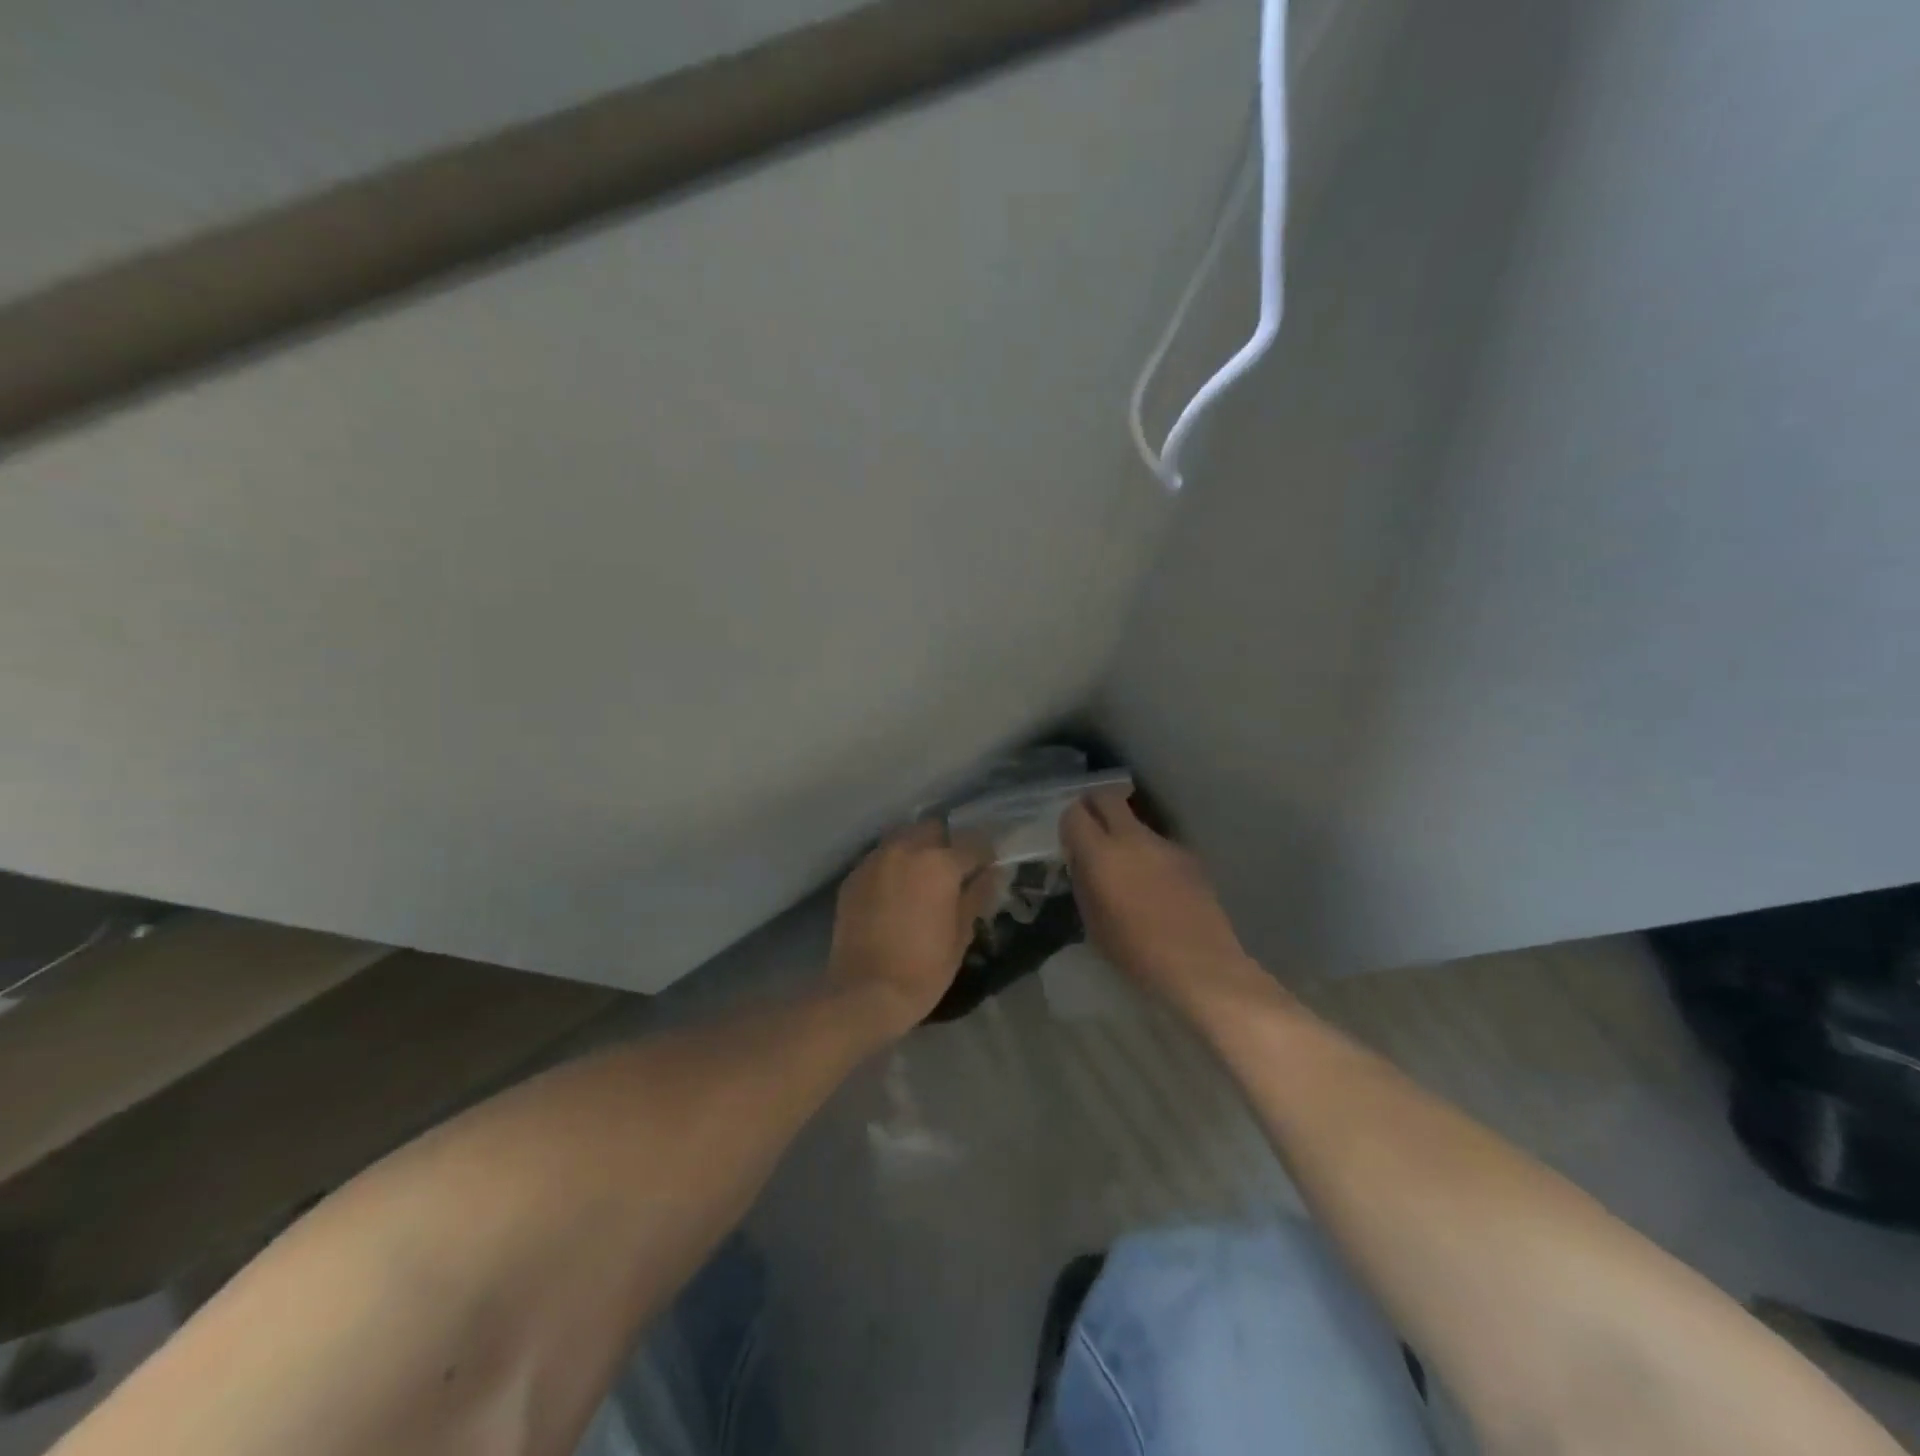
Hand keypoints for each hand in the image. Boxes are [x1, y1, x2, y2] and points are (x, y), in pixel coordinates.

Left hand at [827, 821, 995, 1034]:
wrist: (864, 992)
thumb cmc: (923, 968)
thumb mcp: (961, 935)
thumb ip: (977, 896)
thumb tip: (992, 874)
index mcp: (939, 863)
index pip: (973, 843)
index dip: (985, 856)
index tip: (988, 870)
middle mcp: (906, 849)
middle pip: (933, 829)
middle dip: (947, 844)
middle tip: (952, 872)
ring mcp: (875, 860)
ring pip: (903, 838)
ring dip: (917, 850)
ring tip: (922, 878)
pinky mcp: (853, 877)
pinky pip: (880, 858)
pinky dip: (892, 866)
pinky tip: (895, 891)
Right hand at [1061, 789, 1267, 1017]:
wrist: (1199, 965)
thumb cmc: (1135, 952)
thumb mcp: (1092, 921)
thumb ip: (1083, 881)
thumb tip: (1081, 860)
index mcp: (1101, 854)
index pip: (1075, 813)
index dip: (1069, 822)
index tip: (1070, 839)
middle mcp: (1132, 838)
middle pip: (1107, 797)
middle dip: (1095, 805)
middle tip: (1091, 828)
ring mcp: (1164, 844)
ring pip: (1135, 821)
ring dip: (1124, 832)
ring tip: (1126, 864)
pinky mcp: (1188, 856)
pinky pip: (1158, 843)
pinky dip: (1149, 853)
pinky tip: (1155, 884)